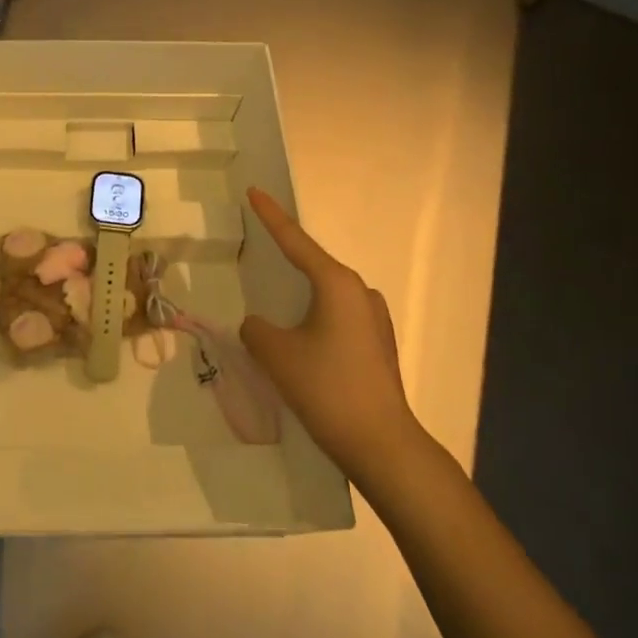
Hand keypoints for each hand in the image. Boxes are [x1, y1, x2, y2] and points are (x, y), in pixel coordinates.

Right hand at [239, 187, 420, 473]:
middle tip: (259, 250)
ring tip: (276, 304)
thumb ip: (257, 329)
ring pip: (326, 295)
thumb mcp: (276, 354)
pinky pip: (338, 317)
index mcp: (336, 284)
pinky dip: (316, 318)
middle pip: (313, 266)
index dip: (271, 216)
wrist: (382, 445)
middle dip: (286, 259)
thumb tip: (259, 326)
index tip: (254, 191)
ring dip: (302, 296)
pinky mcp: (378, 345)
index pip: (294, 240)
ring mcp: (374, 319)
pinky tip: (301, 339)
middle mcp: (360, 292)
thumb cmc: (327, 388)